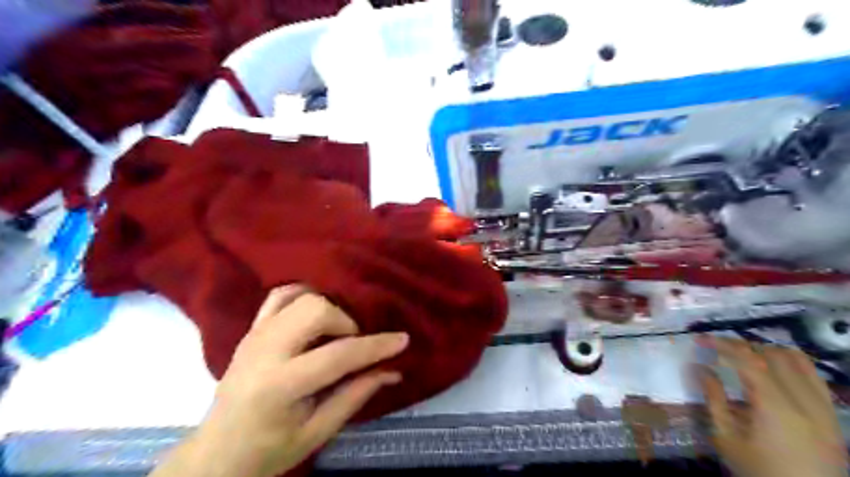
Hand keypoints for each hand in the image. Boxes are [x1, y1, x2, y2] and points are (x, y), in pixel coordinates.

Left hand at [153, 285, 411, 476]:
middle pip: (316, 310)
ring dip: (328, 309)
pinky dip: (303, 295)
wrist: (217, 452)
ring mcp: (256, 334)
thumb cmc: (269, 450)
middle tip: (351, 344)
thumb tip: (392, 371)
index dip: (375, 346)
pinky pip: (280, 295)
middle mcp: (265, 350)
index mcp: (281, 385)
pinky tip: (315, 310)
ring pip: (301, 296)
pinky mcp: (252, 328)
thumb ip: (355, 395)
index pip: (338, 355)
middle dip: (345, 323)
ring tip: (334, 332)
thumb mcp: (317, 432)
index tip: (402, 340)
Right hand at [694, 338, 845, 476]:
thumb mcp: (727, 439)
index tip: (700, 339)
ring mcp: (824, 408)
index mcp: (777, 408)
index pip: (748, 360)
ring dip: (766, 350)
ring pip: (798, 360)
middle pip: (772, 355)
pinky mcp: (832, 415)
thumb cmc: (759, 472)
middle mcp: (805, 402)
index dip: (722, 344)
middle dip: (741, 345)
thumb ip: (714, 399)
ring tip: (743, 356)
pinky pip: (814, 376)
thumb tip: (699, 368)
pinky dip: (791, 363)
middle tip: (717, 348)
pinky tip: (772, 369)